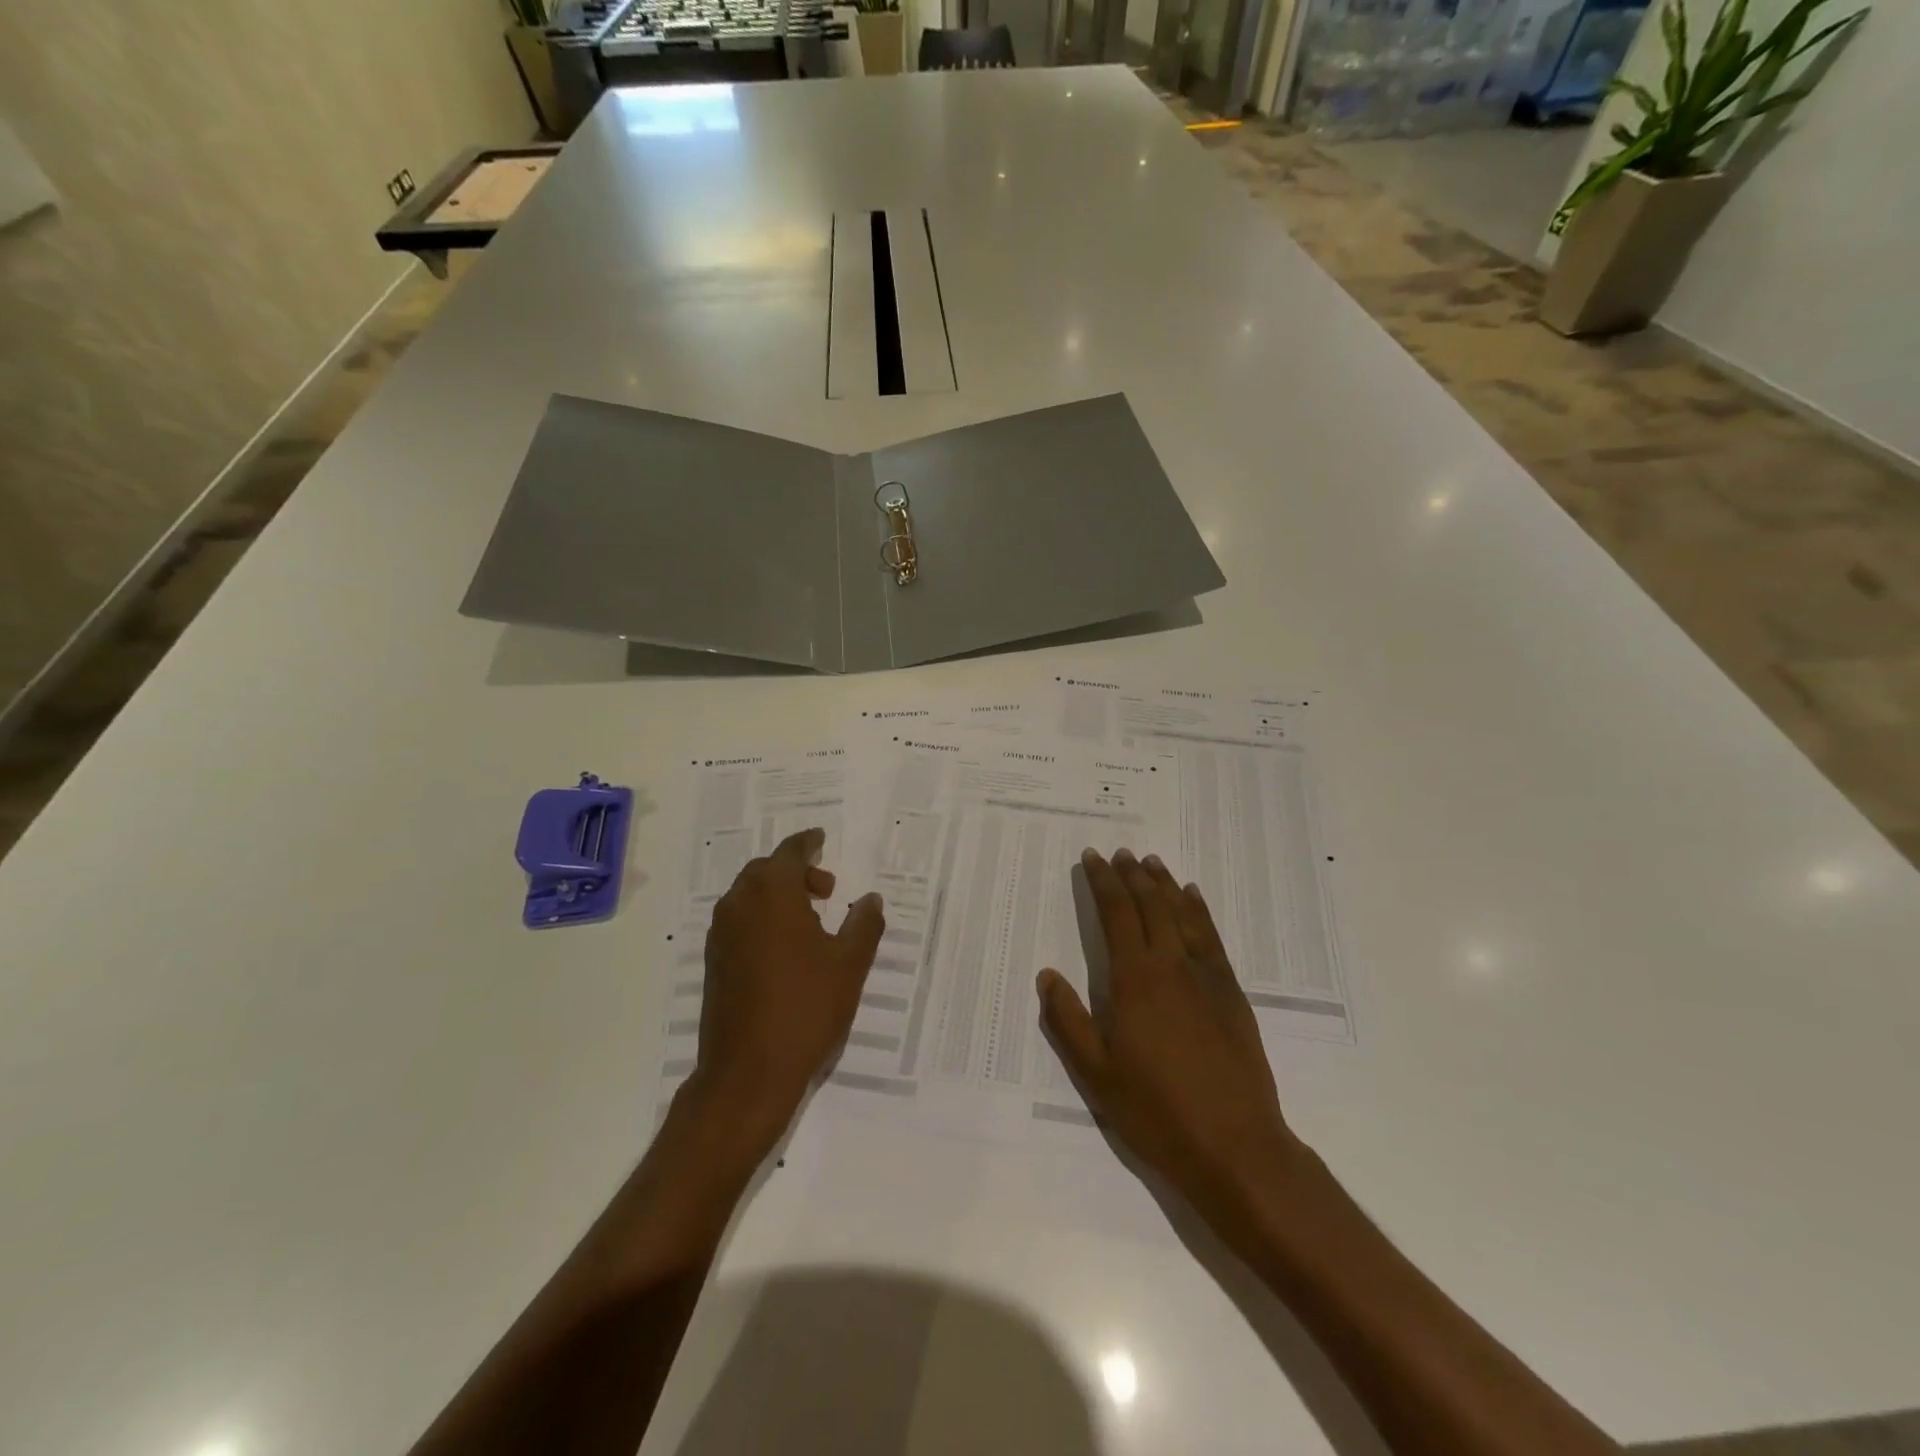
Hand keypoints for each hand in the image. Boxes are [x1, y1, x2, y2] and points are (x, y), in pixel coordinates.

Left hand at [692, 828, 884, 1154]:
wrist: (748, 1073)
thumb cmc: (806, 1009)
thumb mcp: (850, 964)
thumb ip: (864, 924)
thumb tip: (871, 898)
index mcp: (772, 894)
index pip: (790, 852)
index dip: (808, 843)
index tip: (822, 839)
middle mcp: (739, 905)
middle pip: (765, 870)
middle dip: (796, 871)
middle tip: (827, 889)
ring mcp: (721, 935)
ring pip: (749, 896)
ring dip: (778, 895)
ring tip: (811, 920)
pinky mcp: (714, 963)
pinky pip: (740, 921)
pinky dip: (763, 918)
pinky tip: (787, 948)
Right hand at [1037, 848, 1304, 1223]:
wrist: (1235, 1146)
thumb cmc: (1155, 1111)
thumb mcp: (1095, 1074)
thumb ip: (1067, 1020)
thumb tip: (1047, 975)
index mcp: (1135, 980)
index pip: (1117, 914)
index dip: (1103, 882)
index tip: (1093, 858)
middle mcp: (1171, 965)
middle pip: (1151, 904)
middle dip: (1132, 875)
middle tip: (1119, 853)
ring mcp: (1206, 977)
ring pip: (1183, 913)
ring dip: (1165, 884)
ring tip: (1151, 862)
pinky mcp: (1231, 993)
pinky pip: (1212, 937)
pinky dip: (1199, 911)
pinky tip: (1193, 898)